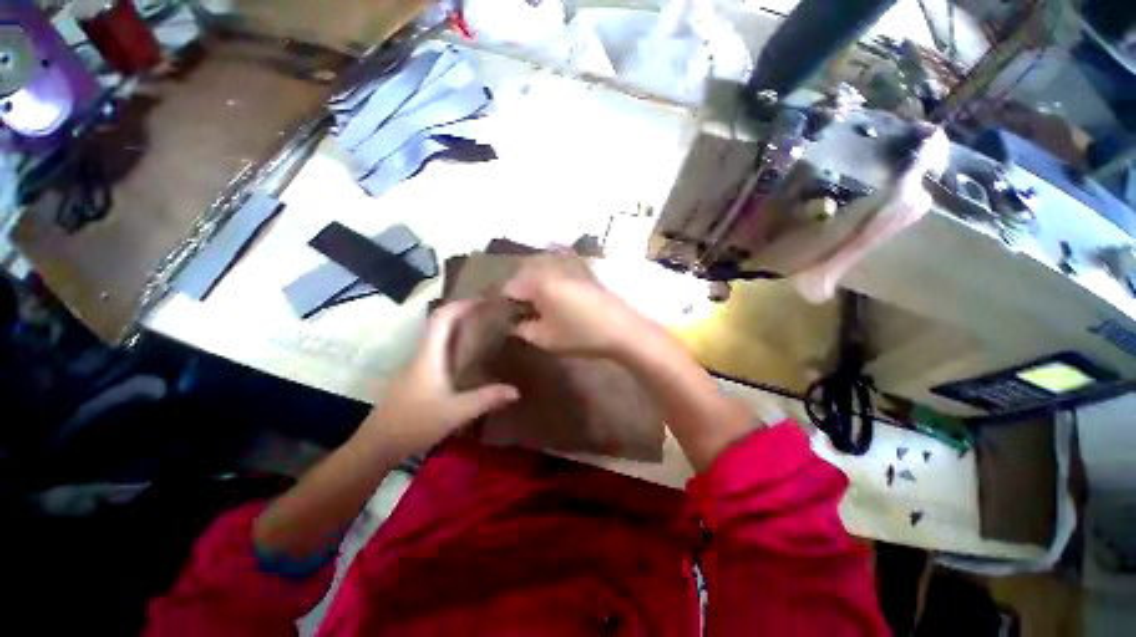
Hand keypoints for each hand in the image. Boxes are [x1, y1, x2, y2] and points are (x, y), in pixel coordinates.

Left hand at [359, 301, 518, 456]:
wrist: (377, 445)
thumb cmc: (414, 424)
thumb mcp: (455, 412)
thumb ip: (486, 399)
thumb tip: (516, 390)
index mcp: (429, 355)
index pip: (442, 318)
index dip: (462, 304)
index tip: (484, 300)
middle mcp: (421, 354)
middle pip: (440, 322)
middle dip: (463, 311)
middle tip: (489, 311)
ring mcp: (417, 365)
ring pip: (438, 335)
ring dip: (458, 325)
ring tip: (482, 326)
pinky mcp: (417, 376)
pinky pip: (438, 349)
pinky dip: (454, 341)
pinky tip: (467, 354)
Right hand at [501, 254, 646, 356]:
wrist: (622, 329)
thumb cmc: (580, 334)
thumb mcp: (544, 338)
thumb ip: (522, 329)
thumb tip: (514, 323)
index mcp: (538, 281)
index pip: (509, 287)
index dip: (504, 303)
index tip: (505, 317)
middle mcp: (551, 267)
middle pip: (524, 275)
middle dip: (519, 292)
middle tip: (520, 313)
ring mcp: (569, 266)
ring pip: (541, 272)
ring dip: (534, 286)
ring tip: (537, 307)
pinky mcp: (582, 271)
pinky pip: (557, 272)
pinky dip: (550, 283)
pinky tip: (555, 300)